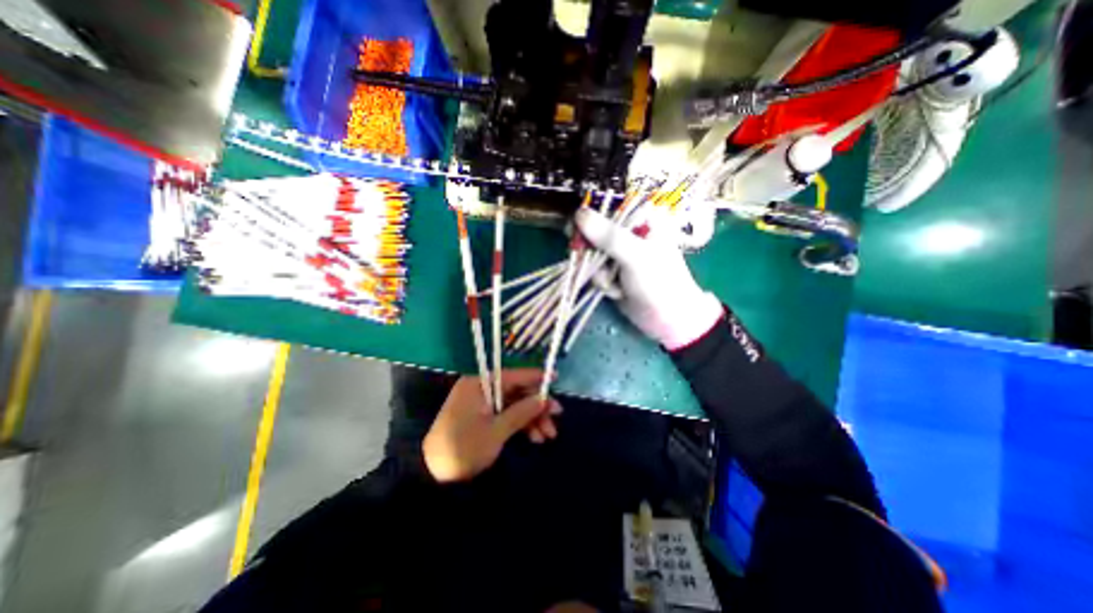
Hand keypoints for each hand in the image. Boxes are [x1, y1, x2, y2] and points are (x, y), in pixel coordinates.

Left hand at [422, 370, 563, 483]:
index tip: (555, 378)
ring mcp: (482, 404)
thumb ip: (522, 412)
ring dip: (532, 418)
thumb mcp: (496, 431)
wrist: (432, 476)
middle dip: (537, 405)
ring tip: (549, 435)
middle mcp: (481, 389)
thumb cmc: (464, 448)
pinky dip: (521, 425)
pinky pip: (506, 415)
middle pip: (516, 392)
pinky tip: (535, 437)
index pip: (513, 375)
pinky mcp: (482, 418)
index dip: (535, 377)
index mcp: (479, 384)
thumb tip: (544, 399)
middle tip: (557, 417)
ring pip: (514, 405)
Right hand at [573, 207, 723, 347]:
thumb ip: (608, 236)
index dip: (587, 220)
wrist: (668, 319)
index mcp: (642, 218)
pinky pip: (594, 270)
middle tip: (599, 266)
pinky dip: (603, 283)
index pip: (606, 208)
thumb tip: (578, 214)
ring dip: (600, 273)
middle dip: (593, 254)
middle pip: (593, 232)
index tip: (576, 234)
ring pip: (591, 254)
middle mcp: (629, 232)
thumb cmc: (659, 282)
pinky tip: (618, 292)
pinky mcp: (613, 271)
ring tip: (617, 286)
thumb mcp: (635, 256)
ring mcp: (619, 253)